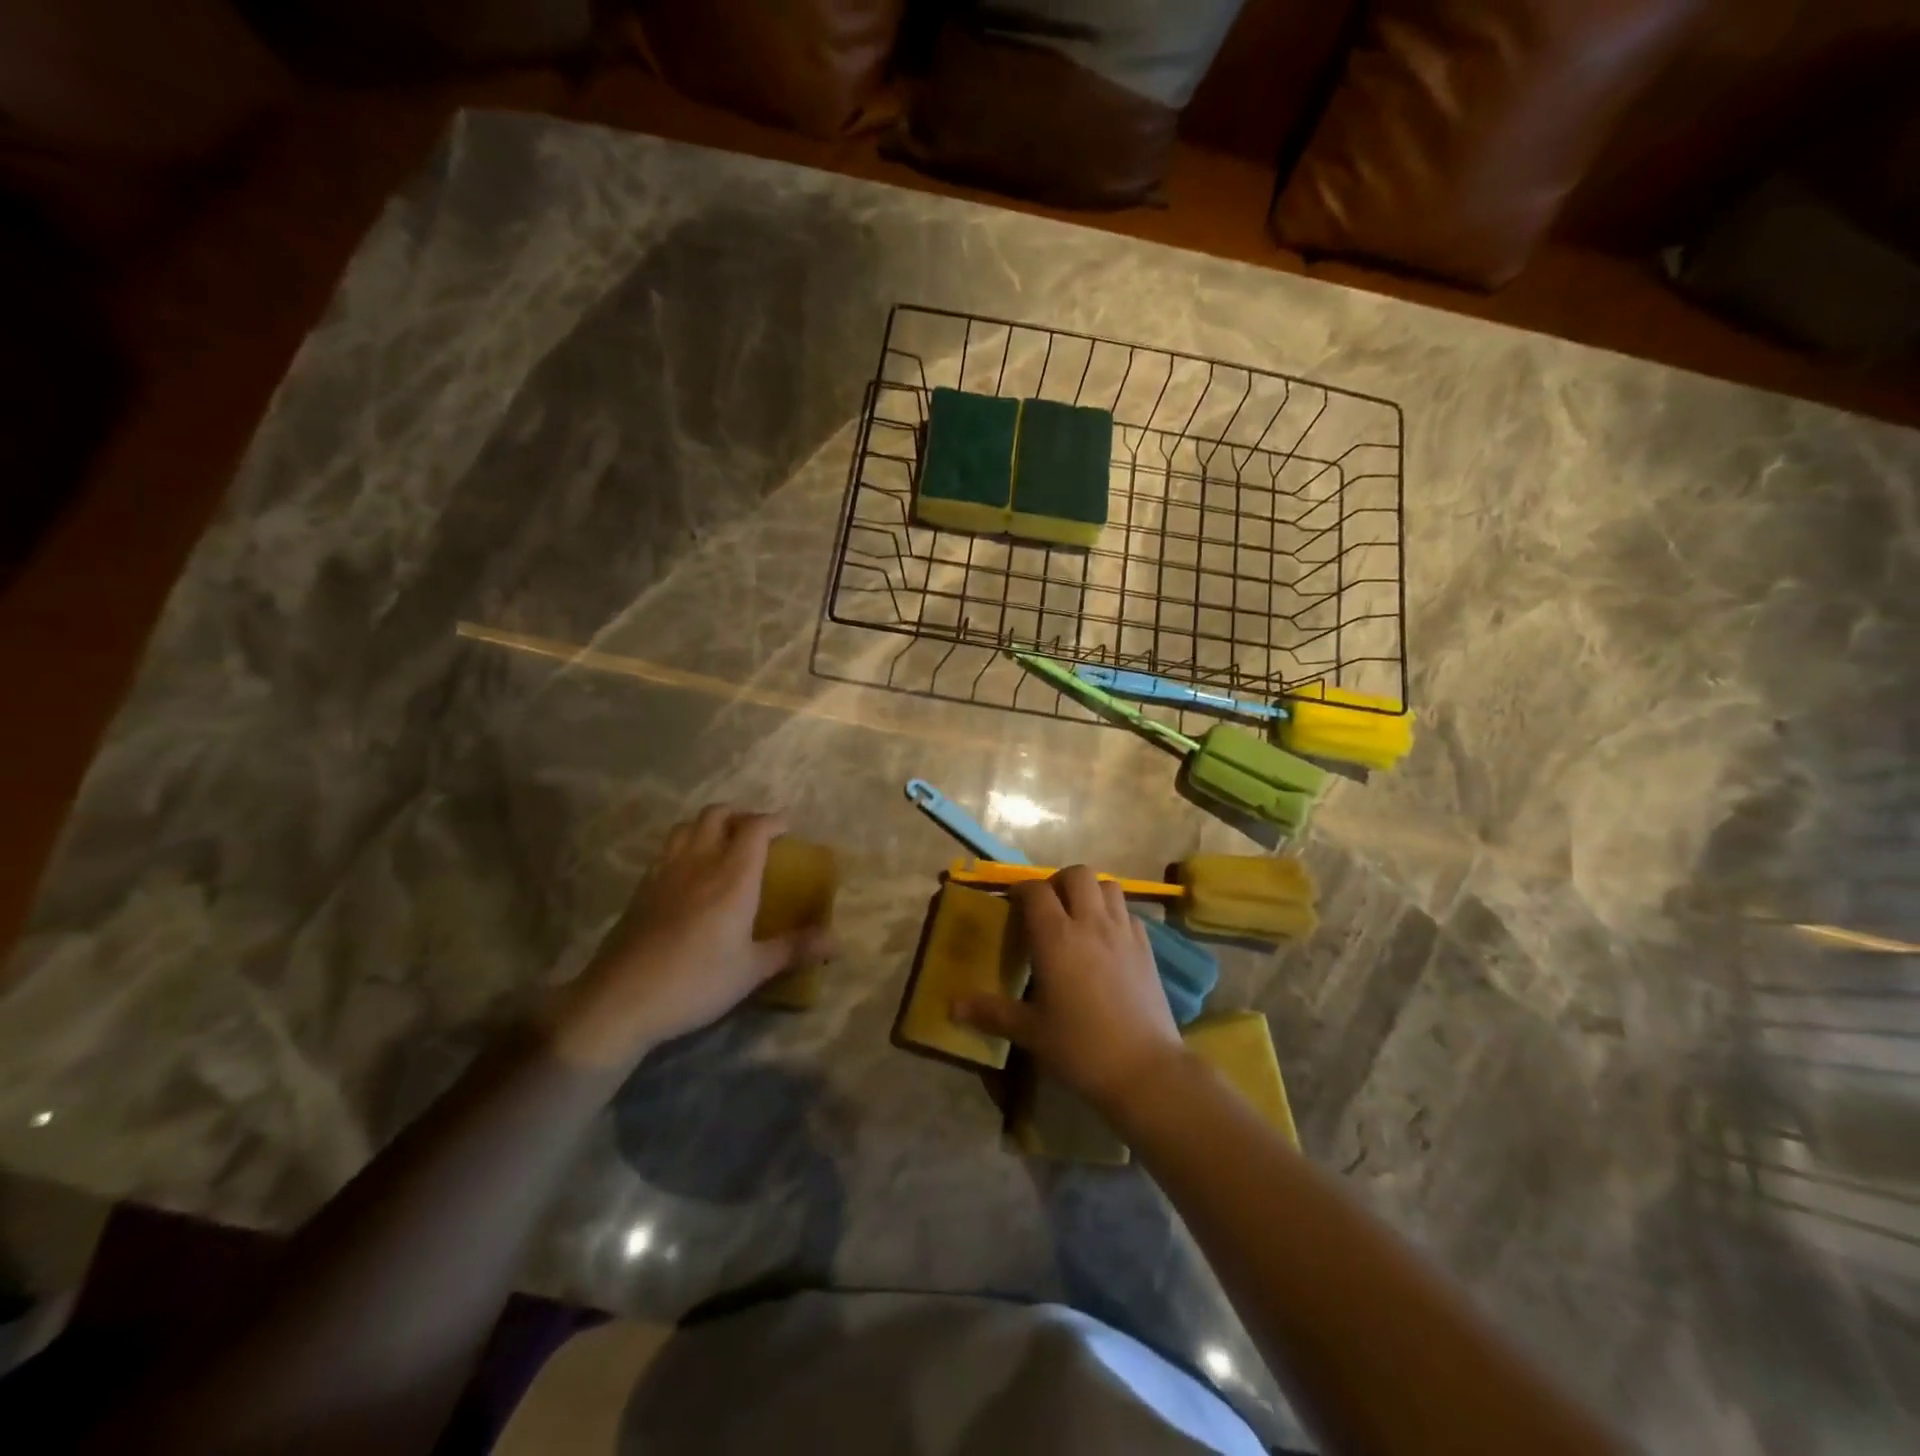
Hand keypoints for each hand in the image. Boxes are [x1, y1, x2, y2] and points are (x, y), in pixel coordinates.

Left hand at [548, 805, 827, 1069]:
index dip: (773, 821)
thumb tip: (837, 942)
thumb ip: (794, 949)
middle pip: (717, 815)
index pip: (755, 828)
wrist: (621, 1000)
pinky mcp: (641, 888)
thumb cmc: (696, 982)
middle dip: (740, 816)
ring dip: (709, 825)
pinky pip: (667, 849)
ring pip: (686, 826)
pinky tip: (689, 873)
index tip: (786, 830)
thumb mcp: (752, 969)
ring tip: (721, 845)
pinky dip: (684, 846)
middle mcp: (699, 862)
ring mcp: (665, 872)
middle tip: (755, 835)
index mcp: (732, 876)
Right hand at [952, 865, 1183, 1113]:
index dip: (1021, 891)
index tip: (1012, 905)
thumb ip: (991, 1013)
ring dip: (1090, 892)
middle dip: (1058, 882)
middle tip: (1047, 907)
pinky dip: (1114, 914)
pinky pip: (1128, 913)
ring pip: (1107, 885)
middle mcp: (1090, 923)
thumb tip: (953, 1007)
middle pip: (1076, 874)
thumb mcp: (1029, 1032)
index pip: (1035, 891)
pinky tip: (1106, 941)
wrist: (1144, 1070)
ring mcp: (1123, 932)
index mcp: (1056, 937)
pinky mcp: (1147, 947)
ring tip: (1078, 917)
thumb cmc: (1080, 1048)